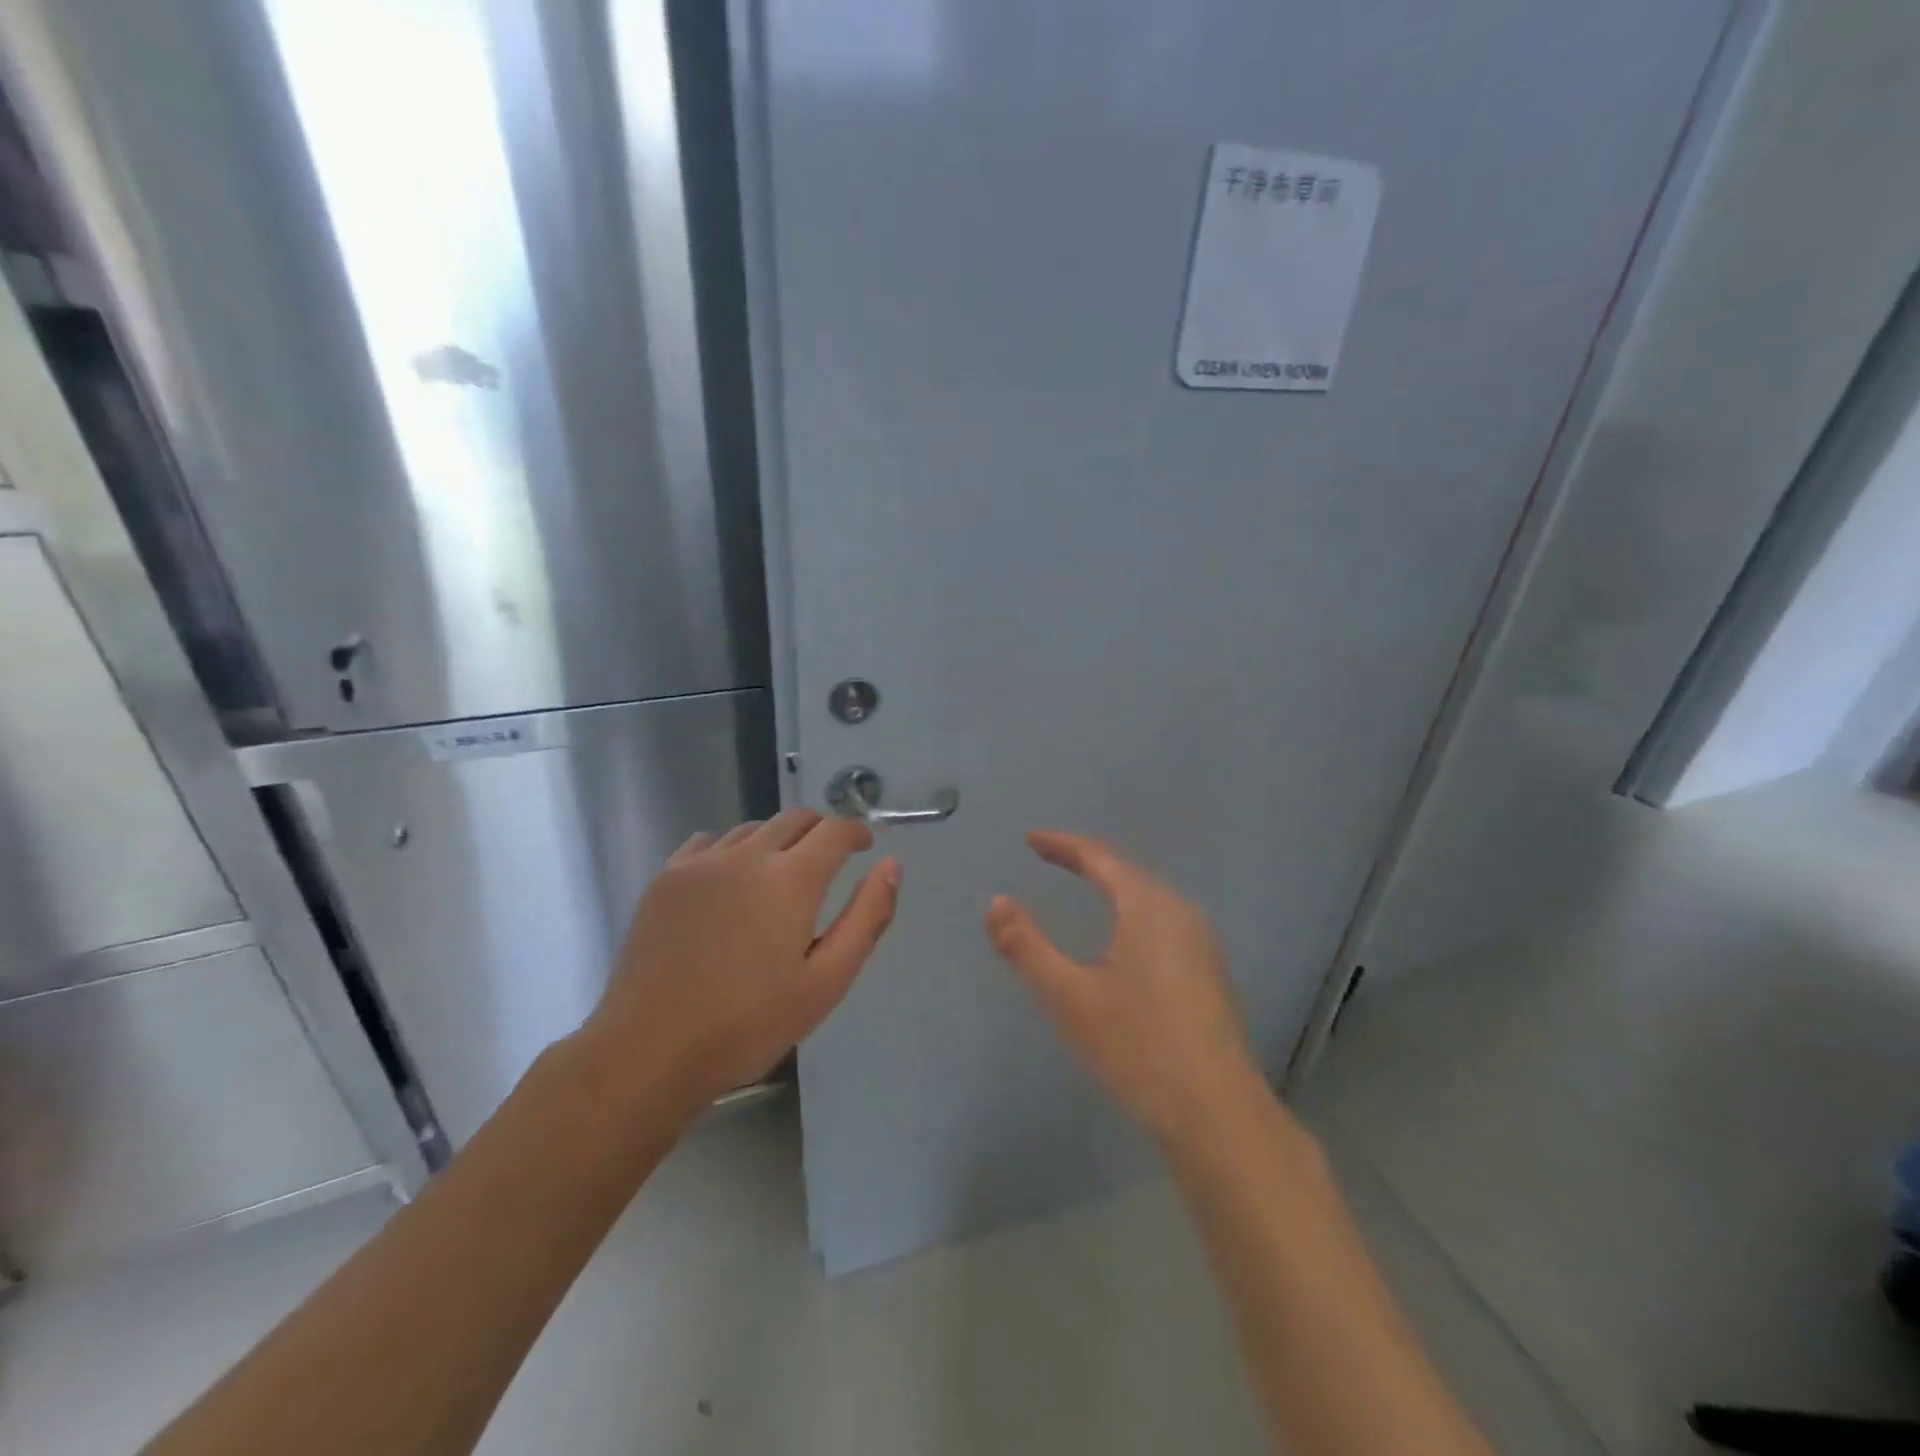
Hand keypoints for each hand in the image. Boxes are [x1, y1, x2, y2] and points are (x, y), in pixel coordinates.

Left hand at [584, 808, 899, 1117]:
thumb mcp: (827, 981)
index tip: (865, 846)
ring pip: (752, 828)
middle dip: (820, 830)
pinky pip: (709, 842)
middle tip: (830, 858)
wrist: (649, 1050)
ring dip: (777, 839)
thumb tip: (891, 865)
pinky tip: (730, 879)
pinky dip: (733, 848)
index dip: (856, 832)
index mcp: (791, 879)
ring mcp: (701, 863)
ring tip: (781, 873)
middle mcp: (747, 855)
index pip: (834, 830)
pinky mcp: (666, 877)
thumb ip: (867, 917)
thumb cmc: (749, 1024)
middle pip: (794, 818)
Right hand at [986, 830, 1265, 1146]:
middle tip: (1051, 858)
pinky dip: (1132, 911)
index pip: (1099, 857)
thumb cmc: (1137, 1048)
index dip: (1063, 845)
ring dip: (1113, 885)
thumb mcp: (1068, 997)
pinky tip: (1124, 937)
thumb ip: (1026, 946)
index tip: (1031, 840)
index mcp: (1147, 907)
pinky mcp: (1210, 972)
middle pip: (1127, 871)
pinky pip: (1163, 920)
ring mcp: (1202, 943)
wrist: (1216, 1114)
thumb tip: (996, 902)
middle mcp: (1180, 913)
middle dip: (1087, 860)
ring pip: (1150, 897)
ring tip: (1083, 886)